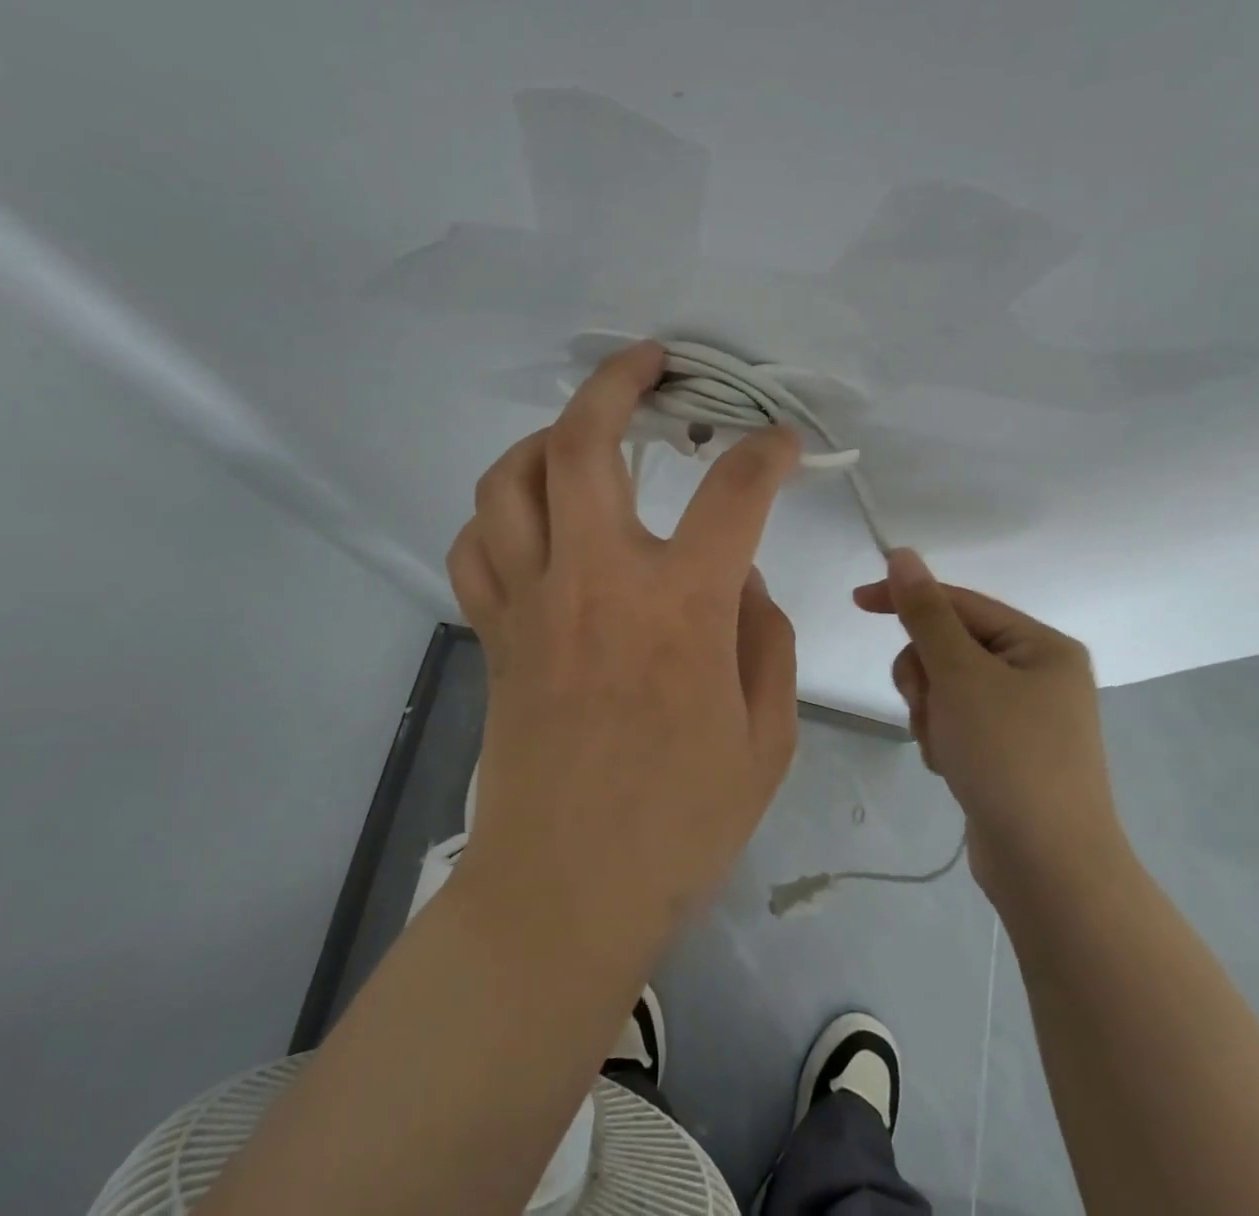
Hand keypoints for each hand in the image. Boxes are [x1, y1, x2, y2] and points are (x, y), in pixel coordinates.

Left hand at [448, 341, 801, 954]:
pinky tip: (532, 517)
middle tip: (652, 362)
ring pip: (510, 479)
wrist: (563, 896)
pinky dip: (501, 511)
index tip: (781, 440)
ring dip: (546, 436)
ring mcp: (532, 601)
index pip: (734, 493)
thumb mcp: (767, 738)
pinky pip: (477, 543)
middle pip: (585, 442)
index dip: (766, 453)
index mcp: (681, 608)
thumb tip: (739, 580)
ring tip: (581, 433)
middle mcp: (597, 581)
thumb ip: (764, 639)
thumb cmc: (680, 826)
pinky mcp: (494, 632)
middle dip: (618, 381)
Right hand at [853, 551, 1124, 900]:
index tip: (856, 601)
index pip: (960, 603)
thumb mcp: (961, 675)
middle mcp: (1038, 674)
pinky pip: (957, 722)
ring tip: (944, 746)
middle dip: (926, 676)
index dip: (907, 598)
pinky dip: (943, 738)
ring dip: (931, 711)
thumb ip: (926, 613)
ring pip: (947, 688)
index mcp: (1041, 645)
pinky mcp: (1008, 752)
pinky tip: (953, 767)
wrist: (1050, 869)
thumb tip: (903, 556)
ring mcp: (1025, 717)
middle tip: (929, 706)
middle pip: (950, 647)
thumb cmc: (1009, 756)